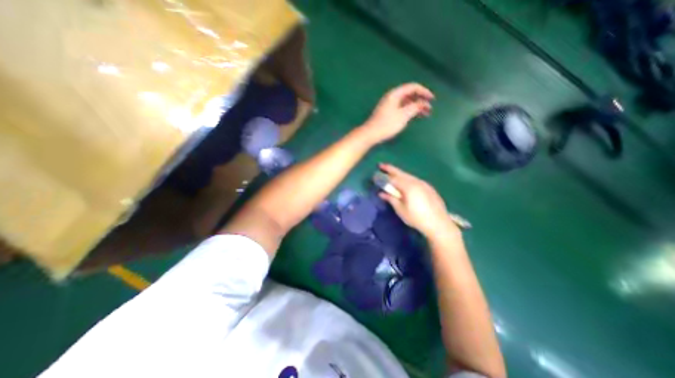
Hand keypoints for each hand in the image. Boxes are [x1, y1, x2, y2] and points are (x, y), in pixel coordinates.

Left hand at [361, 83, 434, 143]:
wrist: (370, 134)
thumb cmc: (387, 124)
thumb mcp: (403, 115)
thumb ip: (415, 107)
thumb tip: (423, 102)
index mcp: (395, 94)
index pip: (412, 87)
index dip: (424, 91)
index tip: (432, 99)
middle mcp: (392, 97)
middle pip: (409, 94)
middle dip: (420, 100)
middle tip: (429, 108)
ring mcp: (389, 105)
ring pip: (406, 102)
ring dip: (416, 107)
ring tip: (425, 114)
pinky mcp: (387, 113)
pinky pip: (401, 108)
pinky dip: (409, 111)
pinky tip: (414, 117)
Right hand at [379, 163, 457, 237]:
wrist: (439, 223)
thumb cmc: (417, 218)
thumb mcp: (401, 210)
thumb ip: (391, 199)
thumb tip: (381, 193)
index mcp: (408, 187)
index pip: (393, 179)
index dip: (383, 177)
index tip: (375, 175)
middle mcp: (416, 182)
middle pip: (401, 173)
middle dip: (391, 169)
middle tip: (381, 165)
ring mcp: (424, 184)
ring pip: (408, 175)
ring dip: (399, 173)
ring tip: (391, 173)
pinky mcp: (428, 187)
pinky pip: (414, 179)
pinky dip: (407, 178)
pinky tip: (405, 182)